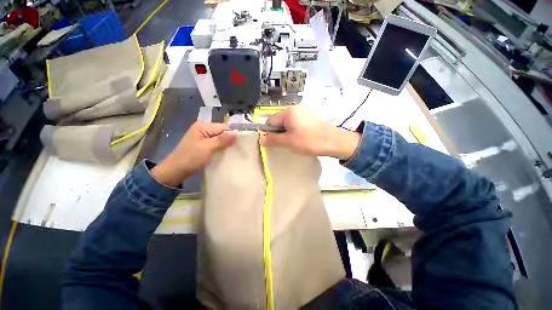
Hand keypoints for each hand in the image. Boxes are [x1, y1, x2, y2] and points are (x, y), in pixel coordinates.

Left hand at [152, 122, 236, 186]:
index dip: (232, 135)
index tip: (239, 144)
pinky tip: (224, 153)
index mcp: (203, 126)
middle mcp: (203, 129)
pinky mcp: (202, 144)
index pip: (223, 127)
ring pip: (219, 138)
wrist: (176, 170)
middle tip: (236, 149)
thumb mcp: (208, 147)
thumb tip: (237, 133)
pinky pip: (215, 143)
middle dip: (229, 140)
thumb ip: (222, 140)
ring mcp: (202, 136)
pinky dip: (220, 147)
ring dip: (225, 144)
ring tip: (231, 152)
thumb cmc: (191, 157)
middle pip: (221, 132)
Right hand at [259, 106, 360, 159]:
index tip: (272, 143)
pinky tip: (300, 138)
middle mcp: (295, 108)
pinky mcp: (310, 117)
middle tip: (284, 143)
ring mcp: (304, 112)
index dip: (269, 132)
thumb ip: (273, 140)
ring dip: (287, 132)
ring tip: (293, 142)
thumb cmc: (309, 141)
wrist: (334, 142)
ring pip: (288, 123)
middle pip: (279, 121)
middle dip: (279, 132)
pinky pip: (296, 123)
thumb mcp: (288, 141)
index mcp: (288, 111)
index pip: (270, 121)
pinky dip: (294, 130)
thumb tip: (261, 140)